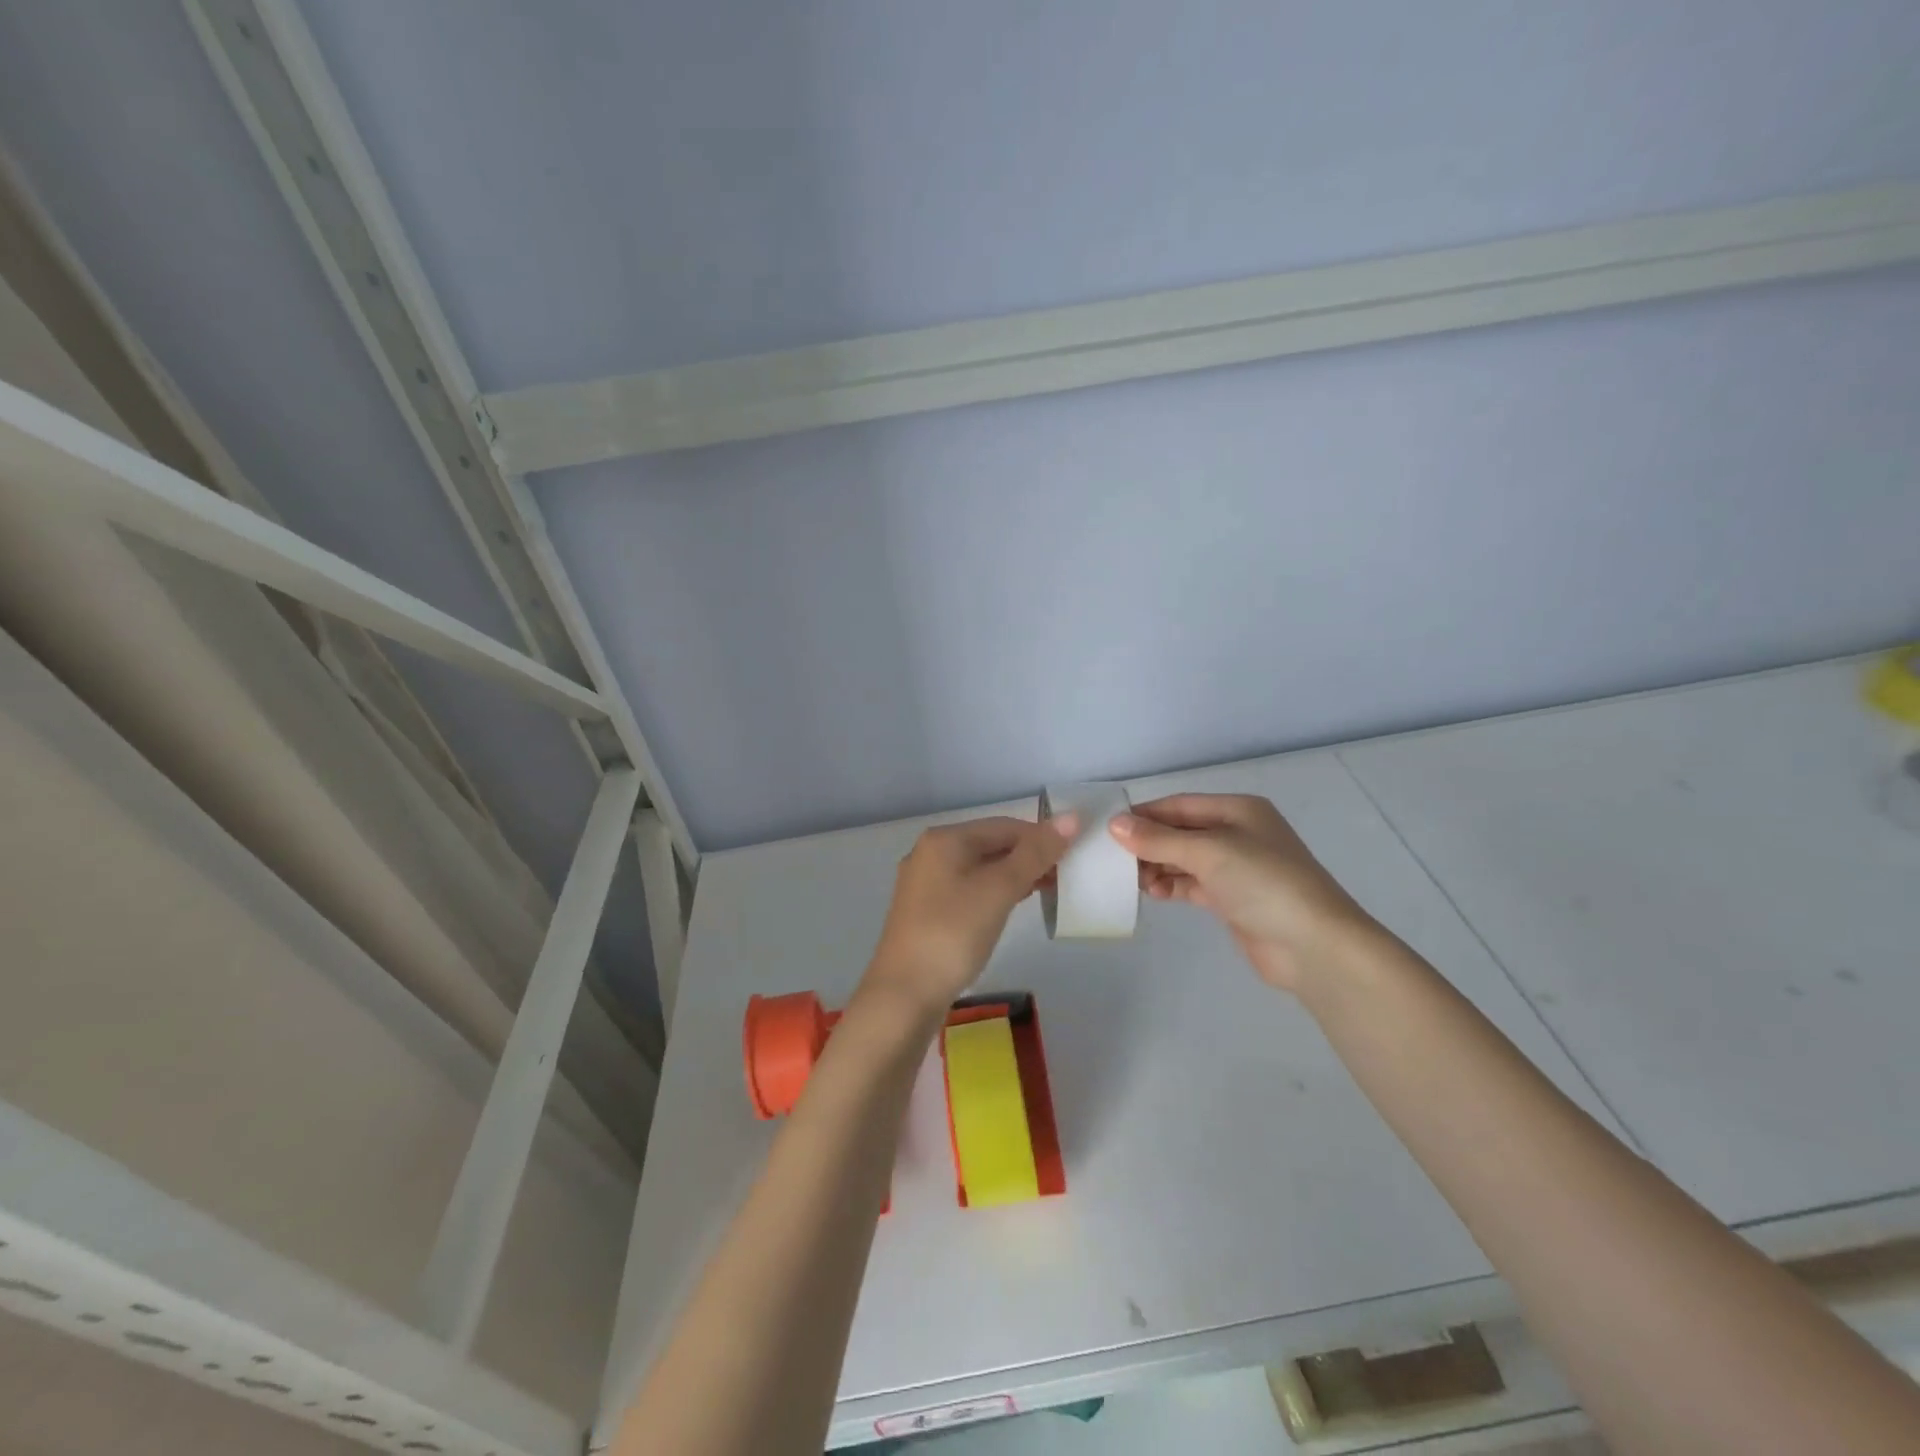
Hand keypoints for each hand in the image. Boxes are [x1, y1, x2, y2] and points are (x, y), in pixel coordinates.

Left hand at [860, 814, 1077, 1015]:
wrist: (904, 995)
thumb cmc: (954, 933)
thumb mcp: (999, 890)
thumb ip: (1035, 854)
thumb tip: (1071, 817)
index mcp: (944, 839)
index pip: (1004, 826)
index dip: (1041, 837)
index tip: (1072, 859)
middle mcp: (930, 853)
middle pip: (990, 844)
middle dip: (1027, 857)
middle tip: (1063, 878)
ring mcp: (925, 884)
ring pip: (980, 868)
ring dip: (1013, 876)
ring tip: (1046, 892)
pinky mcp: (926, 912)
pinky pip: (968, 890)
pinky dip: (993, 893)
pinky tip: (1010, 908)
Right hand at [1110, 794, 1378, 992]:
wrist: (1314, 947)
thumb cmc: (1264, 883)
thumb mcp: (1209, 852)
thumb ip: (1159, 838)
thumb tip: (1115, 824)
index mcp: (1238, 810)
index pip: (1179, 804)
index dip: (1144, 814)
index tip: (1108, 828)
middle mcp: (1237, 833)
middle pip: (1180, 831)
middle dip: (1147, 842)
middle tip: (1112, 858)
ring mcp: (1236, 868)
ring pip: (1183, 859)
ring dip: (1156, 865)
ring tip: (1130, 880)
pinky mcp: (1232, 899)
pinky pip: (1191, 884)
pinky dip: (1170, 885)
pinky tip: (1151, 892)